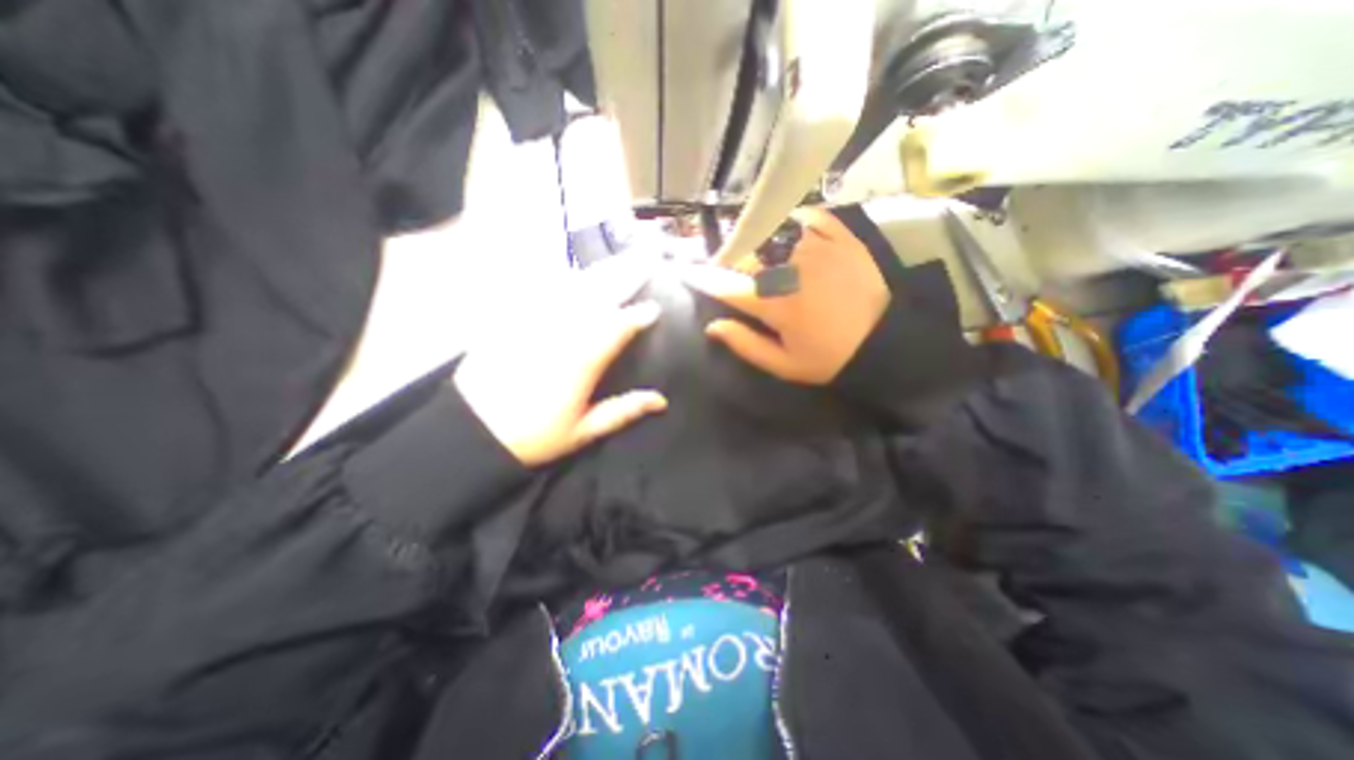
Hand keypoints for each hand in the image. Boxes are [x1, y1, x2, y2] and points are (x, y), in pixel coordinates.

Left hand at [455, 257, 665, 464]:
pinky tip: (563, 274)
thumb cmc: (535, 436)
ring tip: (608, 266)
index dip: (637, 317)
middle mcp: (559, 336)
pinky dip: (552, 281)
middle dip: (619, 281)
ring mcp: (531, 324)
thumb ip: (623, 411)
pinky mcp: (507, 321)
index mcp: (580, 363)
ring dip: (590, 277)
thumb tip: (660, 401)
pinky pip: (533, 293)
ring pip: (565, 291)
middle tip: (639, 265)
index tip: (653, 308)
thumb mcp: (583, 431)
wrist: (473, 432)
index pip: (615, 329)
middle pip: (594, 300)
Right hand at [682, 208, 895, 386]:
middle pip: (747, 257)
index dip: (704, 278)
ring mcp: (816, 248)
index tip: (687, 271)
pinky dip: (797, 222)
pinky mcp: (840, 237)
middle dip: (736, 265)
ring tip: (767, 257)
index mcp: (774, 303)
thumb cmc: (828, 357)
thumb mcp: (783, 364)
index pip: (727, 285)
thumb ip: (745, 344)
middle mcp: (789, 269)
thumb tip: (713, 326)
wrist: (883, 341)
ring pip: (774, 236)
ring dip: (763, 246)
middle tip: (740, 275)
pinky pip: (810, 218)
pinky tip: (794, 234)